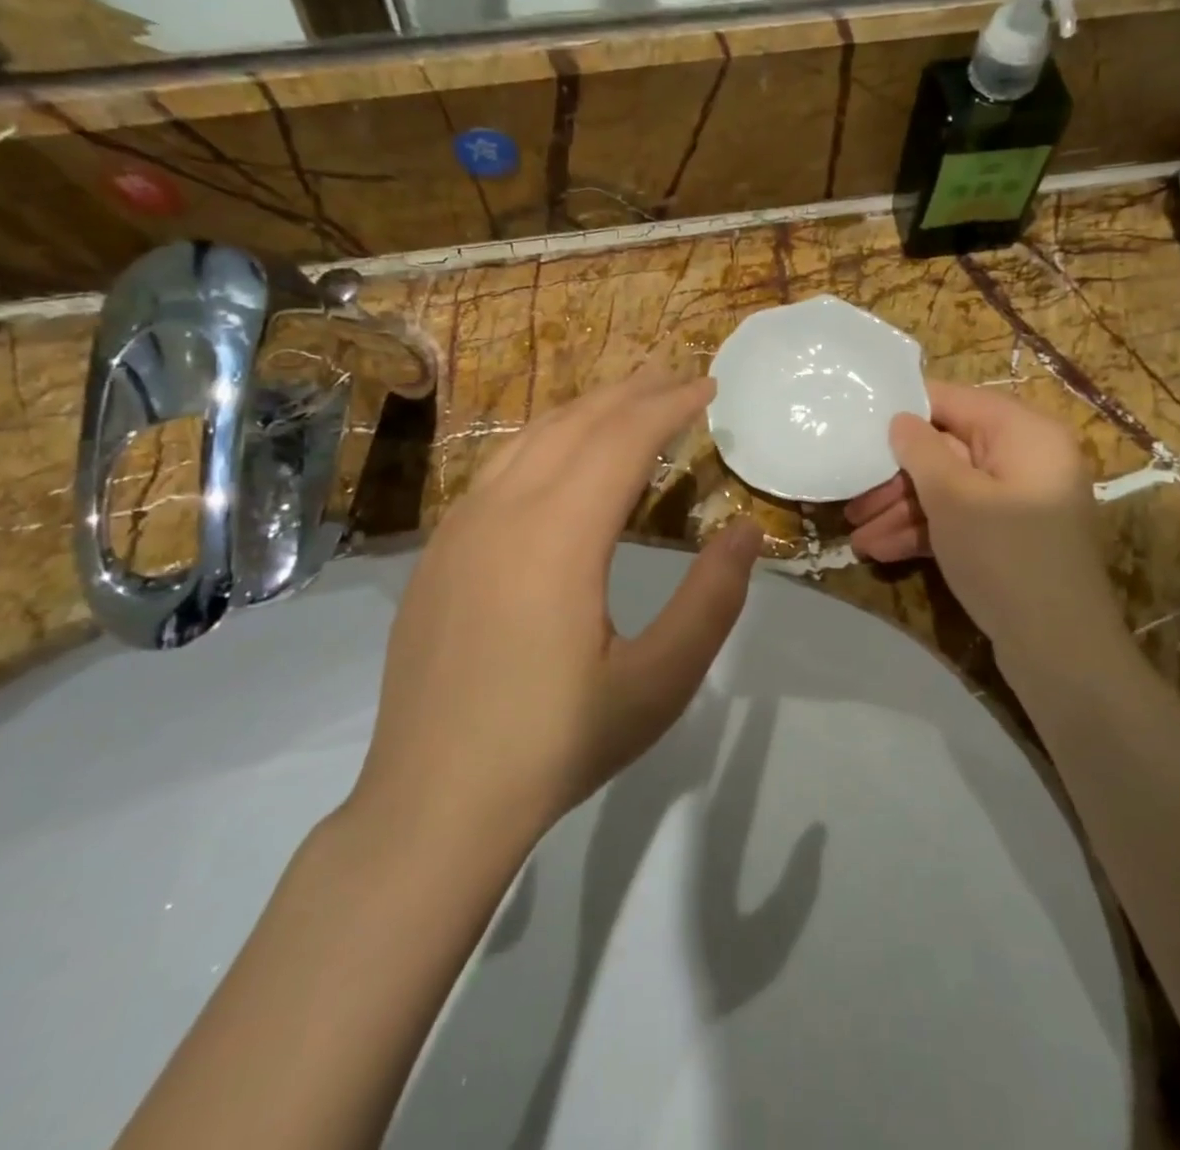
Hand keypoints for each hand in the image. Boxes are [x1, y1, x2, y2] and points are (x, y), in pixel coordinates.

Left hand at [353, 369, 761, 836]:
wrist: (434, 804)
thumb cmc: (557, 743)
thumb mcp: (660, 682)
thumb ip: (712, 600)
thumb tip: (745, 532)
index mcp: (558, 537)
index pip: (622, 440)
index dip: (670, 405)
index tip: (708, 387)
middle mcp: (502, 512)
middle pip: (575, 424)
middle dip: (631, 393)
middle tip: (675, 376)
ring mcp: (459, 528)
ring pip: (528, 439)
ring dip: (584, 410)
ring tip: (626, 399)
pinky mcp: (438, 553)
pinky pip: (496, 469)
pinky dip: (543, 442)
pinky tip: (559, 457)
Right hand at [844, 382, 1111, 657]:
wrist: (1058, 648)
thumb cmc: (1004, 555)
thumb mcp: (953, 496)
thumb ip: (920, 450)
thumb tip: (900, 419)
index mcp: (1024, 433)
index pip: (955, 402)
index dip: (905, 411)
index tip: (859, 423)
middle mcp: (1025, 459)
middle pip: (948, 451)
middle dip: (896, 480)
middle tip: (852, 500)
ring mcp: (1018, 501)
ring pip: (950, 490)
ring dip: (902, 512)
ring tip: (858, 538)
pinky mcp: (1009, 537)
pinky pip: (961, 519)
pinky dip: (925, 532)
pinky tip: (882, 551)